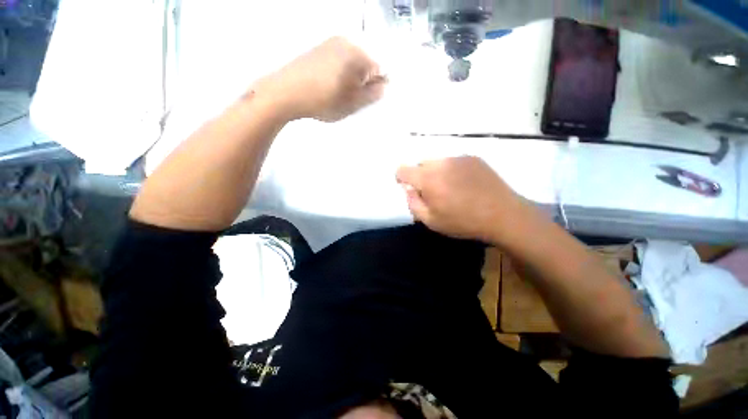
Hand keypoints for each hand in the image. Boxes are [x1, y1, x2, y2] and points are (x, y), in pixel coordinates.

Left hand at [255, 37, 385, 121]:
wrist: (285, 92)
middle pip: (367, 64)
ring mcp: (331, 43)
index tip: (367, 100)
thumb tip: (384, 87)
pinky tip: (331, 86)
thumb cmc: (323, 100)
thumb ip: (372, 95)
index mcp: (358, 54)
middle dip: (365, 83)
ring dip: (353, 80)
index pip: (381, 69)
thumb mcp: (352, 104)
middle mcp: (347, 42)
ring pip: (353, 64)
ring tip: (340, 95)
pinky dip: (341, 74)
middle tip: (353, 100)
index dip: (378, 87)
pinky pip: (340, 61)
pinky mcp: (320, 49)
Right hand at [396, 156, 532, 243]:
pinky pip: (453, 161)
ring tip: (450, 187)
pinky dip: (451, 170)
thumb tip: (408, 189)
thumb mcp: (431, 221)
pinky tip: (464, 183)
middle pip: (420, 164)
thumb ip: (413, 204)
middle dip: (420, 176)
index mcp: (428, 179)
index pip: (403, 169)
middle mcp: (441, 163)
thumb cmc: (463, 222)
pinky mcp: (473, 158)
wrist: (503, 215)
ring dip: (436, 172)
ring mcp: (458, 158)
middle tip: (433, 192)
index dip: (401, 179)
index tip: (409, 188)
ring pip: (437, 161)